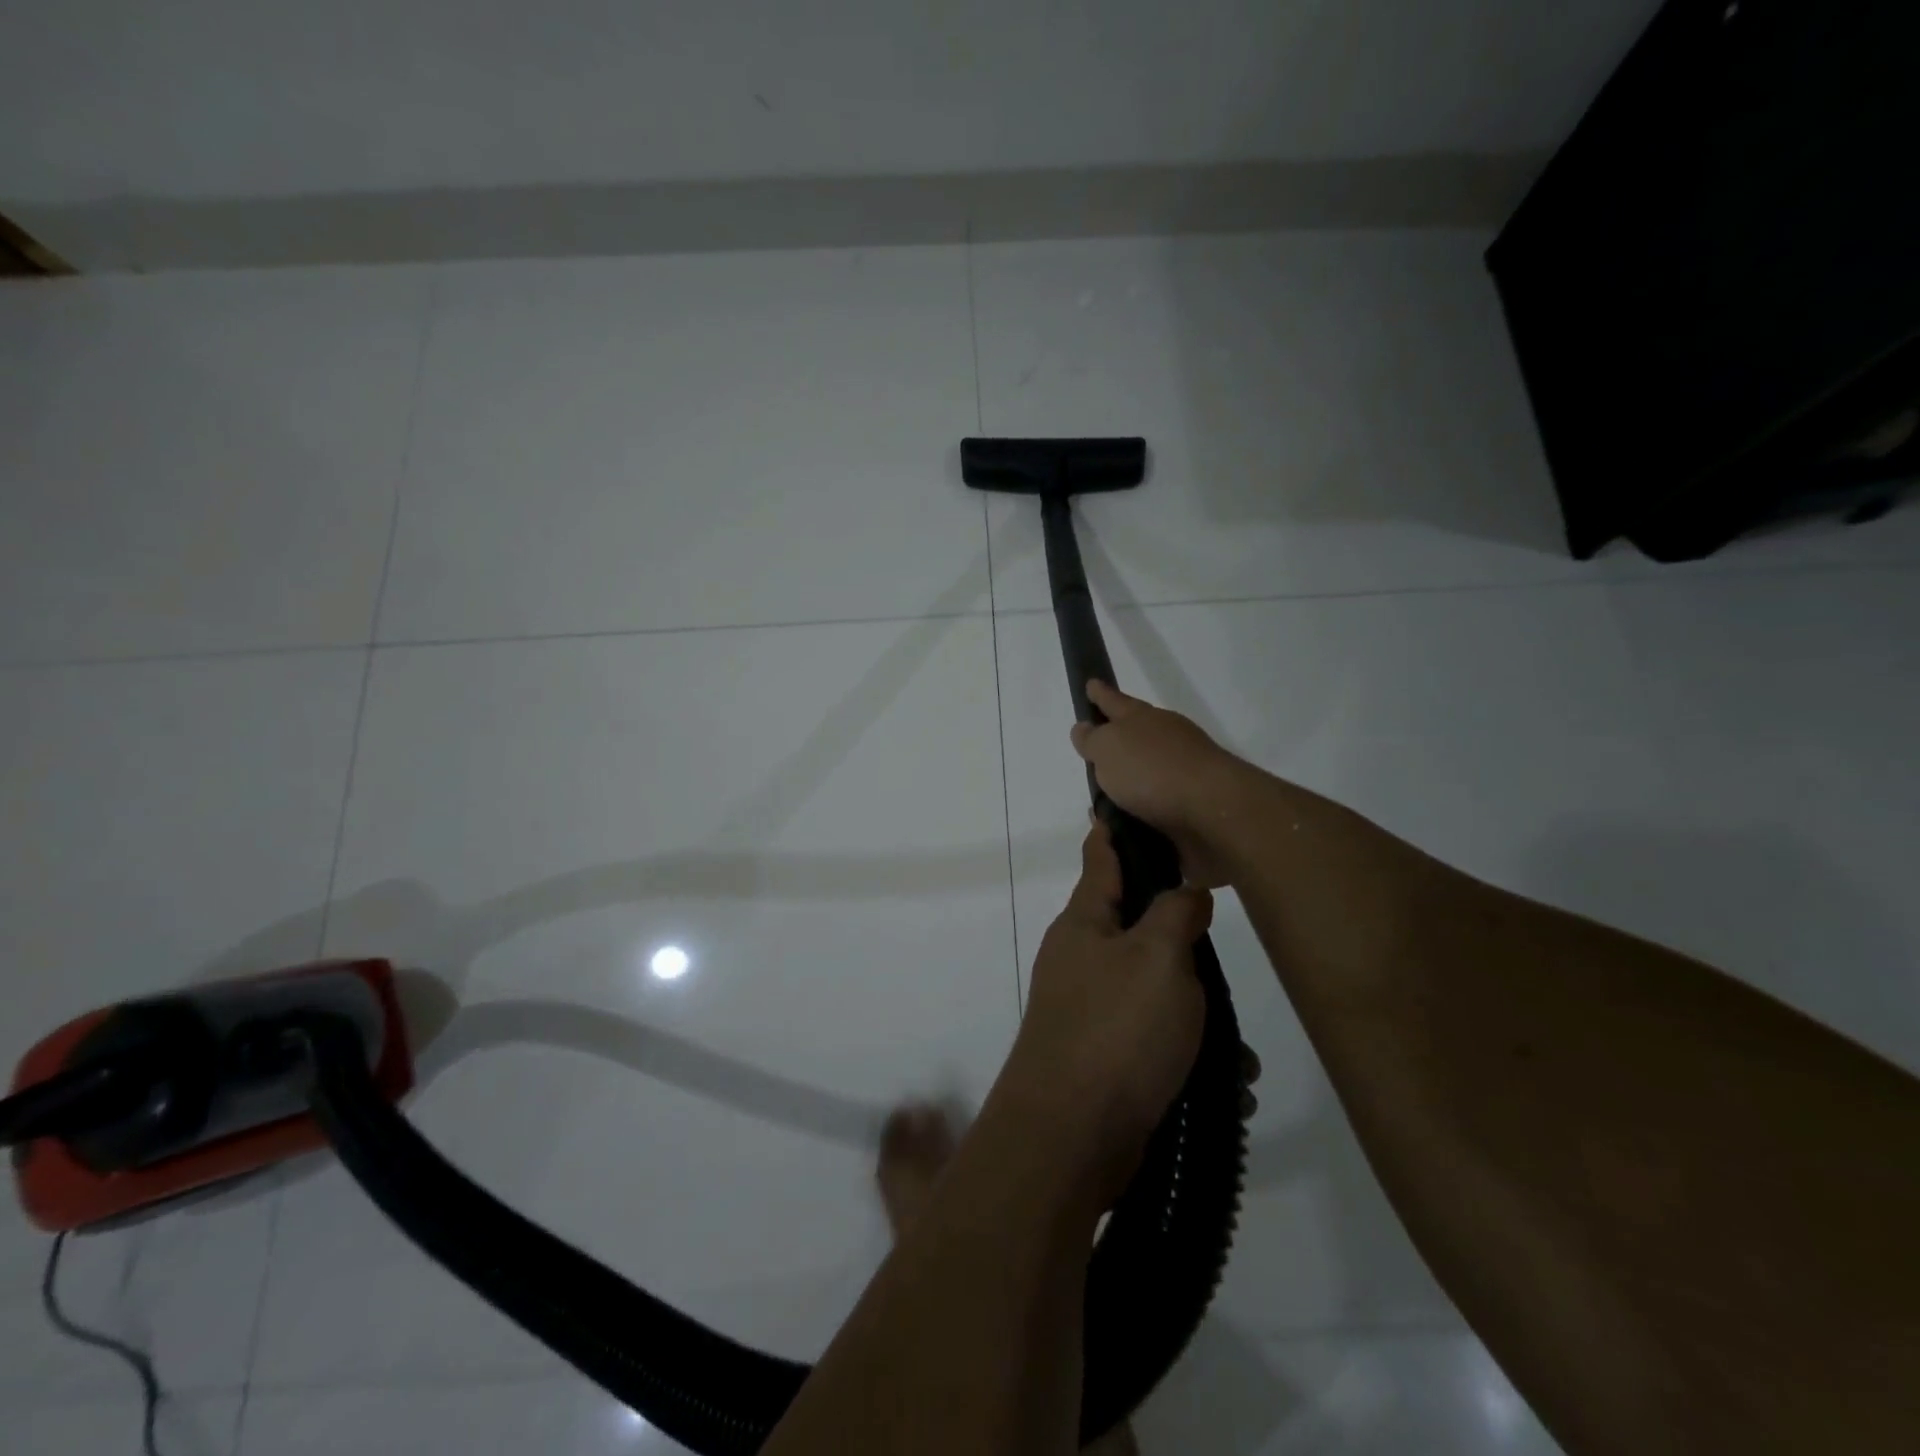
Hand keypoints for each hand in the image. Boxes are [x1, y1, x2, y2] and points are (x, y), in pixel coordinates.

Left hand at [996, 819, 1212, 1206]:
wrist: (1071, 1136)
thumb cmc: (1116, 1029)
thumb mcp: (1158, 958)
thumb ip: (1176, 915)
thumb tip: (1185, 893)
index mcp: (1084, 923)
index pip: (1101, 858)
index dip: (1116, 831)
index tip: (1129, 806)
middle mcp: (1081, 959)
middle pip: (1137, 928)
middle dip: (1184, 943)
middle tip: (1222, 951)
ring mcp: (1089, 1010)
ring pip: (1156, 993)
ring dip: (1198, 1015)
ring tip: (1241, 1051)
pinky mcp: (1105, 1058)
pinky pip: (1155, 1043)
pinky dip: (1190, 1058)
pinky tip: (1227, 1086)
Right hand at [1069, 681, 1249, 888]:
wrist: (1213, 813)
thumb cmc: (1153, 770)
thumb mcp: (1108, 748)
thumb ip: (1092, 739)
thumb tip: (1085, 728)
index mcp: (1144, 720)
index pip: (1115, 702)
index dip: (1101, 695)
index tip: (1090, 684)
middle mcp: (1165, 742)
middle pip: (1136, 736)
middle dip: (1116, 742)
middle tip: (1094, 750)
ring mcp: (1182, 775)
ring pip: (1145, 775)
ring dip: (1126, 785)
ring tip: (1100, 801)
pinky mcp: (1190, 809)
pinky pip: (1154, 808)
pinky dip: (1137, 814)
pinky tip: (1122, 826)